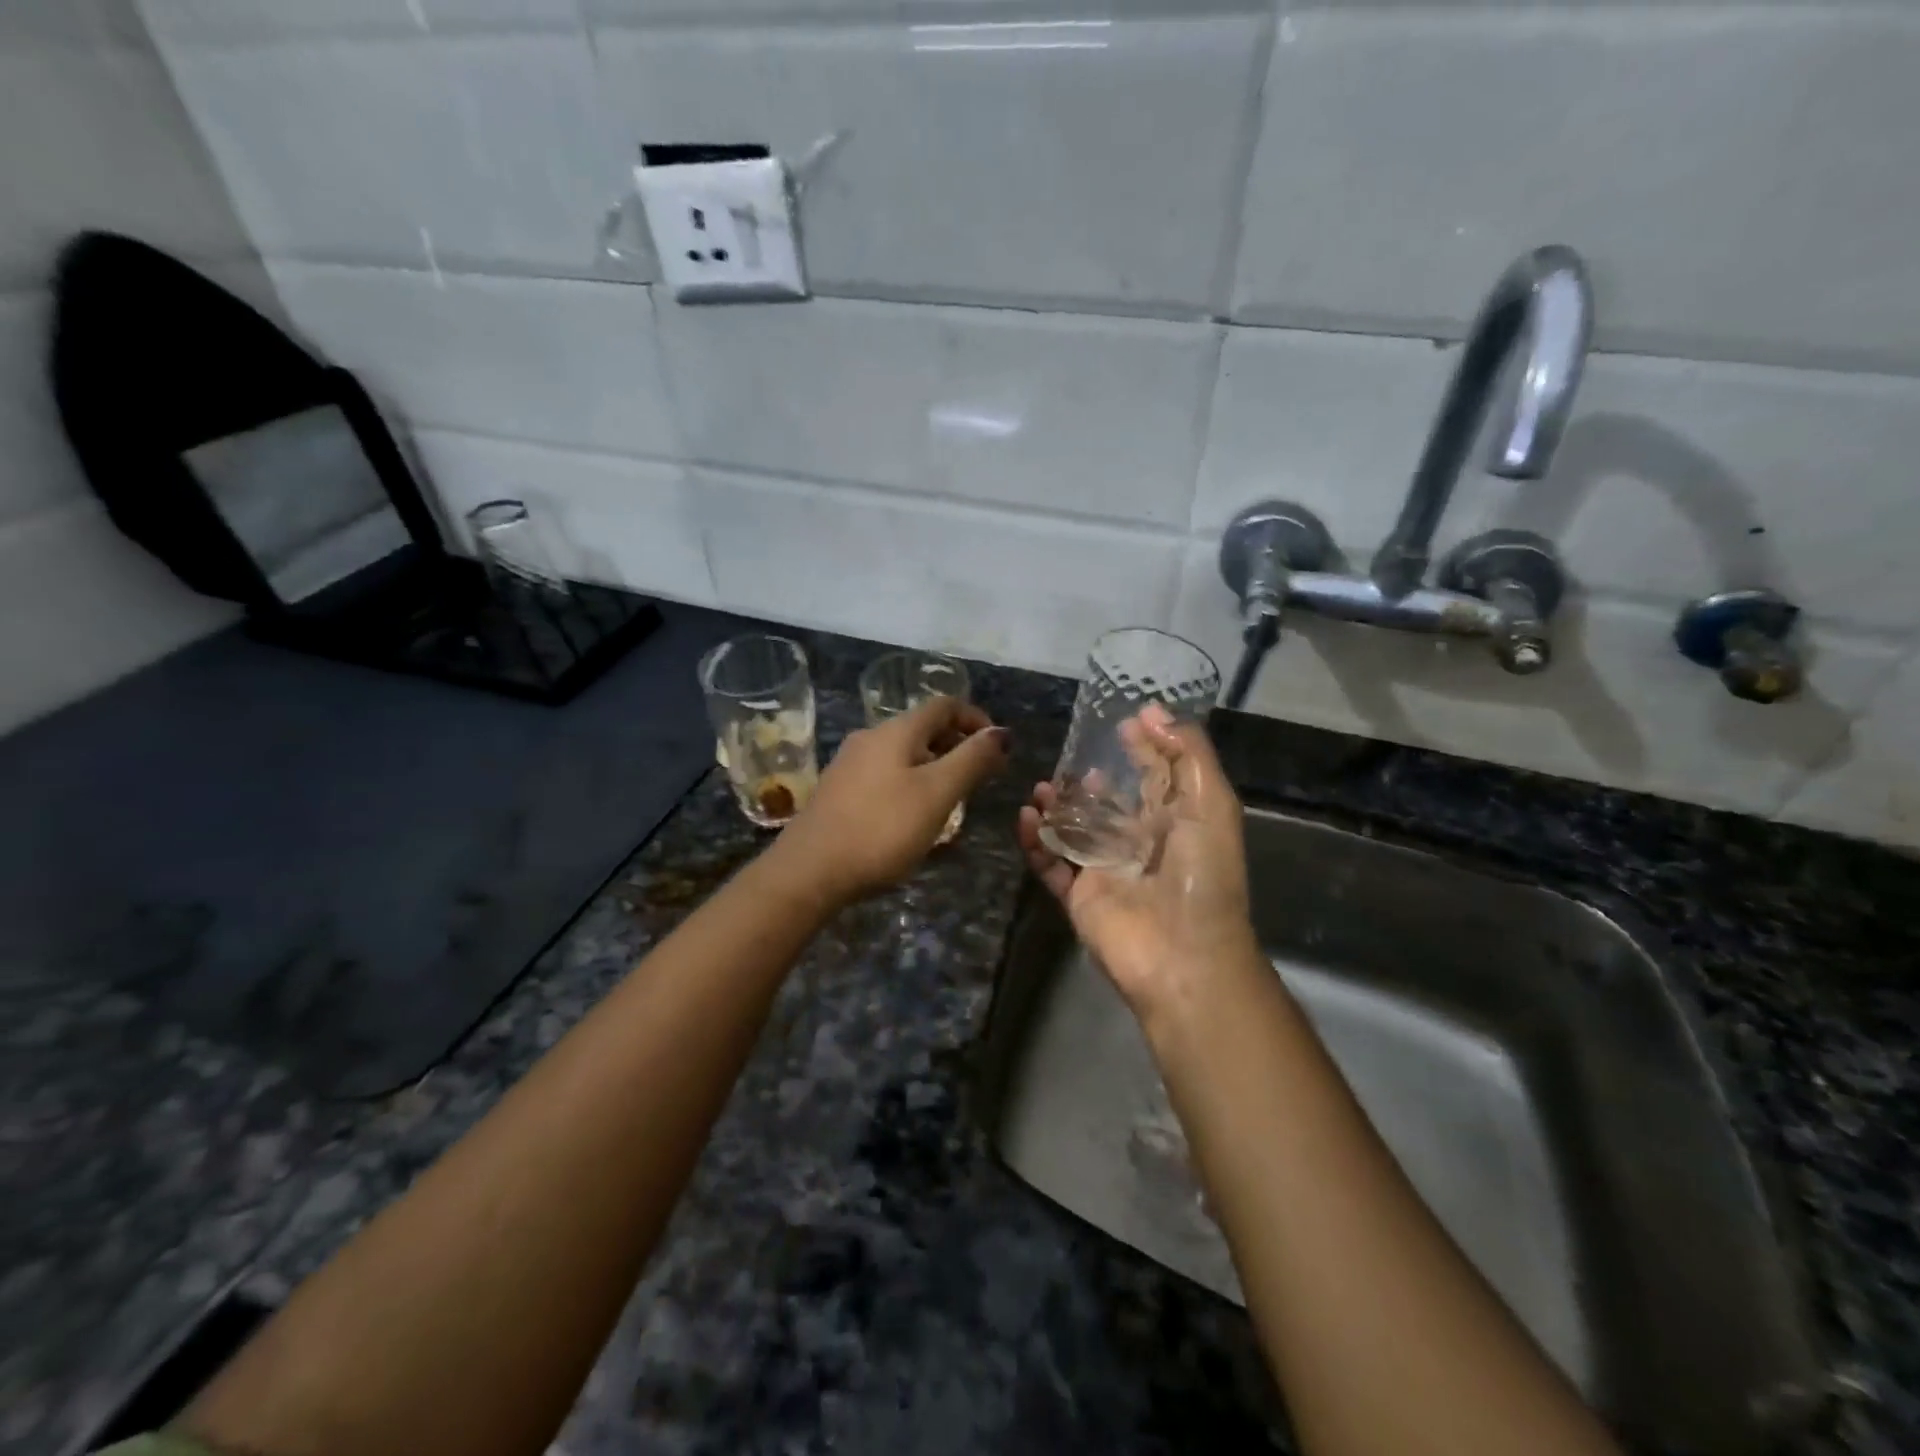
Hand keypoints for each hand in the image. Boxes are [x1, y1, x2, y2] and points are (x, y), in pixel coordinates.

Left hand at [775, 695, 1010, 905]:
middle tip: (981, 777)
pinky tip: (915, 818)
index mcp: (895, 731)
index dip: (976, 719)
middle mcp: (870, 738)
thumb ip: (972, 760)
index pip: (944, 705)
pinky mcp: (839, 793)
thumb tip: (1002, 732)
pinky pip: (885, 776)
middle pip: (922, 728)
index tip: (998, 748)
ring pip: (903, 755)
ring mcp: (849, 765)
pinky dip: (910, 785)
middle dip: (956, 746)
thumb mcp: (937, 794)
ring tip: (953, 800)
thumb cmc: (882, 829)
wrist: (809, 871)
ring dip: (934, 768)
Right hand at [1017, 705, 1259, 1026]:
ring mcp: (1108, 870)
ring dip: (1058, 806)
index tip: (1125, 720)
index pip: (1159, 776)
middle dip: (1091, 779)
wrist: (1182, 955)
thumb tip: (1153, 712)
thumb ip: (1188, 755)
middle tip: (1070, 758)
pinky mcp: (1080, 895)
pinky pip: (1051, 863)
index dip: (1146, 748)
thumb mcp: (1212, 804)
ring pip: (1076, 830)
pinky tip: (1026, 817)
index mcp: (1178, 822)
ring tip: (1041, 787)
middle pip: (1112, 803)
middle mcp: (1141, 843)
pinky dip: (1036, 841)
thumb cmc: (1202, 875)